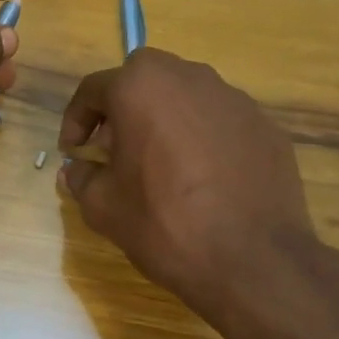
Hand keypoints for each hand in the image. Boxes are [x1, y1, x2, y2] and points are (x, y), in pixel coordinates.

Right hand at [58, 48, 338, 331]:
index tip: (74, 151)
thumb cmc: (164, 223)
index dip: (76, 120)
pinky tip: (203, 178)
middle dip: (123, 109)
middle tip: (115, 149)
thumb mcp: (103, 206)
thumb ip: (82, 178)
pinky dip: (203, 138)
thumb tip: (77, 170)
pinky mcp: (264, 124)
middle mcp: (188, 77)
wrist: (254, 261)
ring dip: (165, 119)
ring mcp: (233, 98)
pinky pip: (220, 121)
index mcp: (140, 87)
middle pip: (143, 80)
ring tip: (161, 163)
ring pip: (185, 96)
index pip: (93, 90)